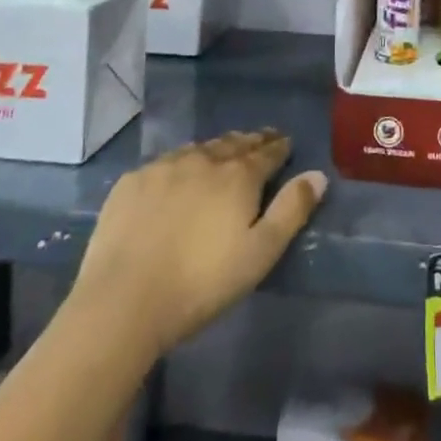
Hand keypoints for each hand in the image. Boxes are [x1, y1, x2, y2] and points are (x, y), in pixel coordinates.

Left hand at [68, 130, 325, 357]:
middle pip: (234, 143)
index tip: (286, 142)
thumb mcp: (259, 254)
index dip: (279, 146)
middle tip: (261, 140)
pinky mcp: (133, 181)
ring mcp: (165, 166)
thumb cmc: (200, 283)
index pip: (267, 152)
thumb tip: (317, 175)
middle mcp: (204, 159)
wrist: (123, 300)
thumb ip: (291, 211)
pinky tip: (178, 175)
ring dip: (216, 149)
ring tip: (223, 152)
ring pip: (199, 149)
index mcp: (238, 175)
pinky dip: (181, 163)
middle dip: (251, 141)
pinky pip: (165, 162)